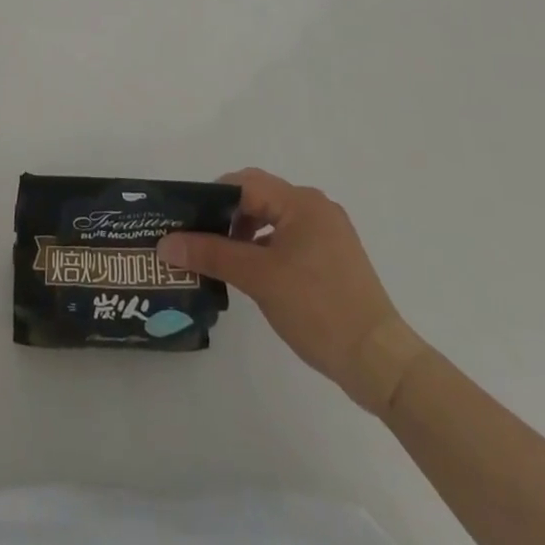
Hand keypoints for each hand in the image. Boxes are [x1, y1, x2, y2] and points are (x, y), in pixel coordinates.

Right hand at [156, 168, 426, 414]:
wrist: (379, 360)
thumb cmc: (317, 308)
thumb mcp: (257, 278)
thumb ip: (210, 254)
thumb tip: (165, 243)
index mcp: (301, 202)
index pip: (244, 183)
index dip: (211, 198)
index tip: (187, 222)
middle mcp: (316, 207)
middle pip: (258, 198)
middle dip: (226, 217)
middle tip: (198, 241)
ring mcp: (328, 233)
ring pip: (273, 219)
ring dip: (245, 234)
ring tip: (220, 260)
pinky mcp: (334, 257)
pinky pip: (289, 238)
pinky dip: (266, 248)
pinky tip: (252, 274)